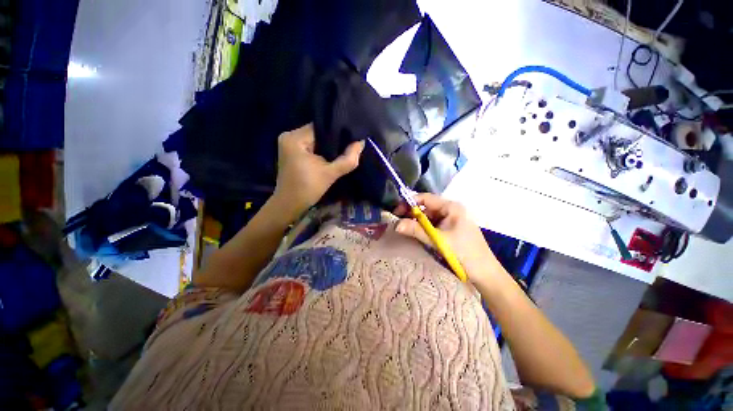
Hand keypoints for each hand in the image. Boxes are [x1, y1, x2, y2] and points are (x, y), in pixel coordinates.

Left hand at [273, 123, 364, 217]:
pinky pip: (310, 147)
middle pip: (317, 133)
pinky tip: (331, 156)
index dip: (337, 132)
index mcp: (294, 138)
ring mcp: (289, 145)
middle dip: (333, 140)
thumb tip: (361, 143)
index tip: (352, 137)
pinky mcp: (291, 153)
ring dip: (328, 147)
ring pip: (315, 141)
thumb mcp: (330, 174)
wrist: (290, 206)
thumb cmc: (307, 189)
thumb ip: (347, 159)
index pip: (321, 127)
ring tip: (343, 150)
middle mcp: (289, 136)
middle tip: (350, 145)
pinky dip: (321, 151)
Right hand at [394, 193, 510, 292]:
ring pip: (429, 217)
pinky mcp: (451, 229)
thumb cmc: (463, 253)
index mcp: (451, 207)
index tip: (396, 211)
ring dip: (417, 223)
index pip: (426, 198)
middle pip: (427, 208)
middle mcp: (451, 210)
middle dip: (412, 214)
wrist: (485, 273)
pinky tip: (417, 234)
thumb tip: (396, 224)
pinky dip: (424, 229)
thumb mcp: (438, 240)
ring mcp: (452, 220)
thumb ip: (416, 230)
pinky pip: (434, 225)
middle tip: (398, 222)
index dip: (409, 203)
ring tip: (405, 229)